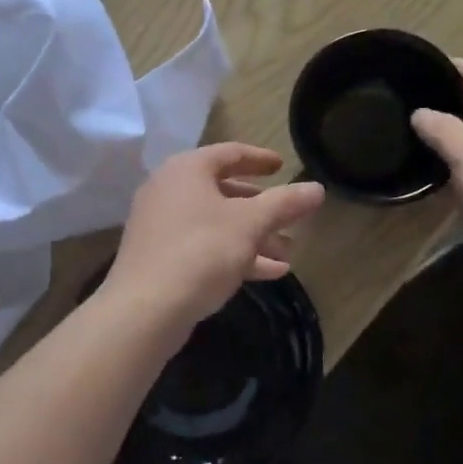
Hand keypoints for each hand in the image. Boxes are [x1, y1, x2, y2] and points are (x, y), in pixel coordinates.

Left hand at [103, 144, 324, 333]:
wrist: (145, 310)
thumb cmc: (200, 252)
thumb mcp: (250, 225)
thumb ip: (285, 203)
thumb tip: (317, 188)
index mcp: (187, 170)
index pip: (229, 153)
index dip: (259, 159)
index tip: (283, 166)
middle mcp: (169, 190)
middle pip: (223, 191)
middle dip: (262, 207)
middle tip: (290, 216)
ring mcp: (161, 225)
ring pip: (217, 223)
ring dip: (253, 235)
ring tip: (288, 252)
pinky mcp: (160, 257)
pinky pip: (204, 247)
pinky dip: (234, 254)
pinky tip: (269, 273)